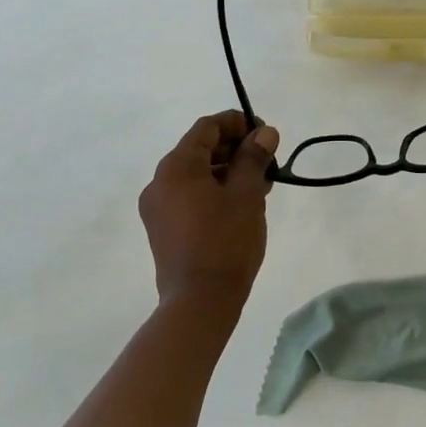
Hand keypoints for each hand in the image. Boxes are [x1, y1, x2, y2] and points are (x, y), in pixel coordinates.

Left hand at [139, 110, 279, 321]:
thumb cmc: (226, 242)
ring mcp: (157, 208)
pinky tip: (240, 205)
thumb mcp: (246, 194)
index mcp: (176, 166)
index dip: (237, 124)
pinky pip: (189, 197)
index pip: (207, 128)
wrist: (199, 303)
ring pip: (196, 175)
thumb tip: (264, 132)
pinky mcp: (162, 230)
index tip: (265, 134)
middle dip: (235, 150)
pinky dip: (214, 192)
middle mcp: (159, 181)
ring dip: (227, 172)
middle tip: (267, 162)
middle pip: (199, 150)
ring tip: (260, 185)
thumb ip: (254, 158)